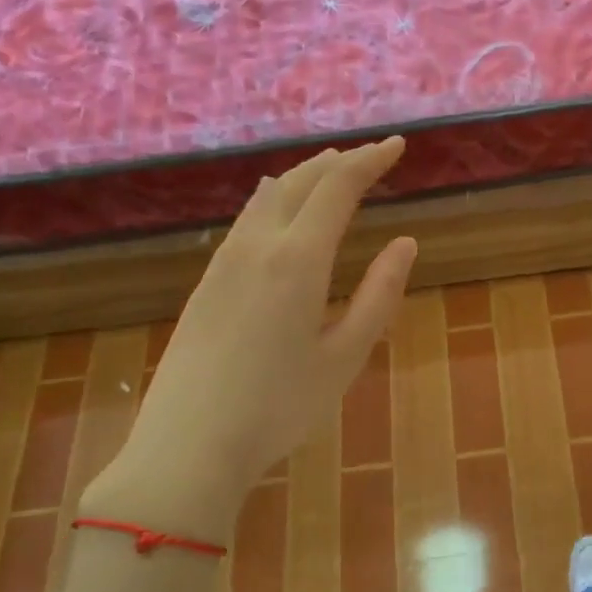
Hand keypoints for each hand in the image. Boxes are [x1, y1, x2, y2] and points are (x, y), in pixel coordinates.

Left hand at [88, 138, 416, 537]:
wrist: (186, 446)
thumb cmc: (279, 407)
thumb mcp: (345, 356)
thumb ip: (379, 295)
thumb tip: (406, 243)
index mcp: (298, 259)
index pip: (338, 187)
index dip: (371, 160)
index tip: (397, 145)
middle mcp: (258, 245)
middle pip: (300, 181)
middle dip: (339, 161)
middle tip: (371, 156)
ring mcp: (225, 261)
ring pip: (268, 196)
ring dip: (305, 176)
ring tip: (330, 170)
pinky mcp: (207, 282)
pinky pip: (247, 219)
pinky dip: (275, 198)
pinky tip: (276, 206)